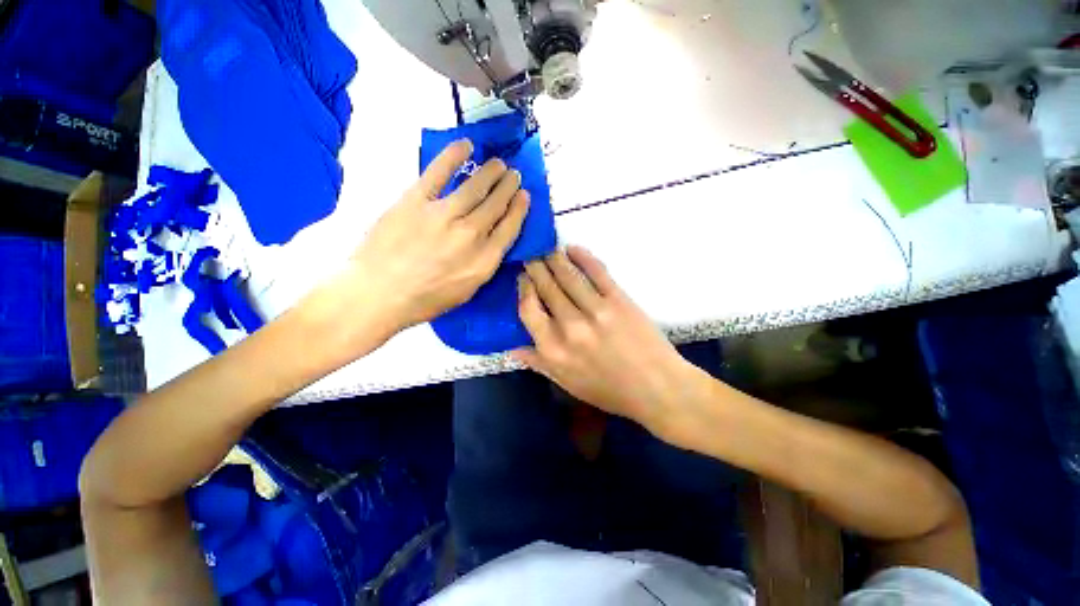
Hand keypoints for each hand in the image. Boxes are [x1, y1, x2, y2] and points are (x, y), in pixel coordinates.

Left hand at [349, 139, 529, 335]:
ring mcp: (443, 215)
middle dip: (509, 188)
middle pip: (496, 205)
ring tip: (499, 164)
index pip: (509, 228)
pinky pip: (439, 172)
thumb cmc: (424, 299)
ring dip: (491, 172)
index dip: (519, 210)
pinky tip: (466, 145)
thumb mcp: (467, 291)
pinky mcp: (416, 200)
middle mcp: (470, 235)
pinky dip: (454, 156)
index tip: (524, 196)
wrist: (378, 294)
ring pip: (475, 187)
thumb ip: (485, 264)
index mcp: (484, 261)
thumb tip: (493, 241)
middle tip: (514, 176)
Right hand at [512, 247, 707, 437]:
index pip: (528, 310)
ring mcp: (595, 310)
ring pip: (568, 277)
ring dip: (554, 259)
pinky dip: (583, 257)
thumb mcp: (568, 384)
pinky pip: (597, 273)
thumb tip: (512, 348)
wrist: (657, 388)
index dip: (524, 289)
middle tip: (530, 254)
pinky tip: (573, 248)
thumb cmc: (610, 391)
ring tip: (546, 248)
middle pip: (546, 288)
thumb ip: (539, 363)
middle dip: (536, 267)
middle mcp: (569, 327)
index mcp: (554, 349)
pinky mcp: (619, 300)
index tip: (523, 278)